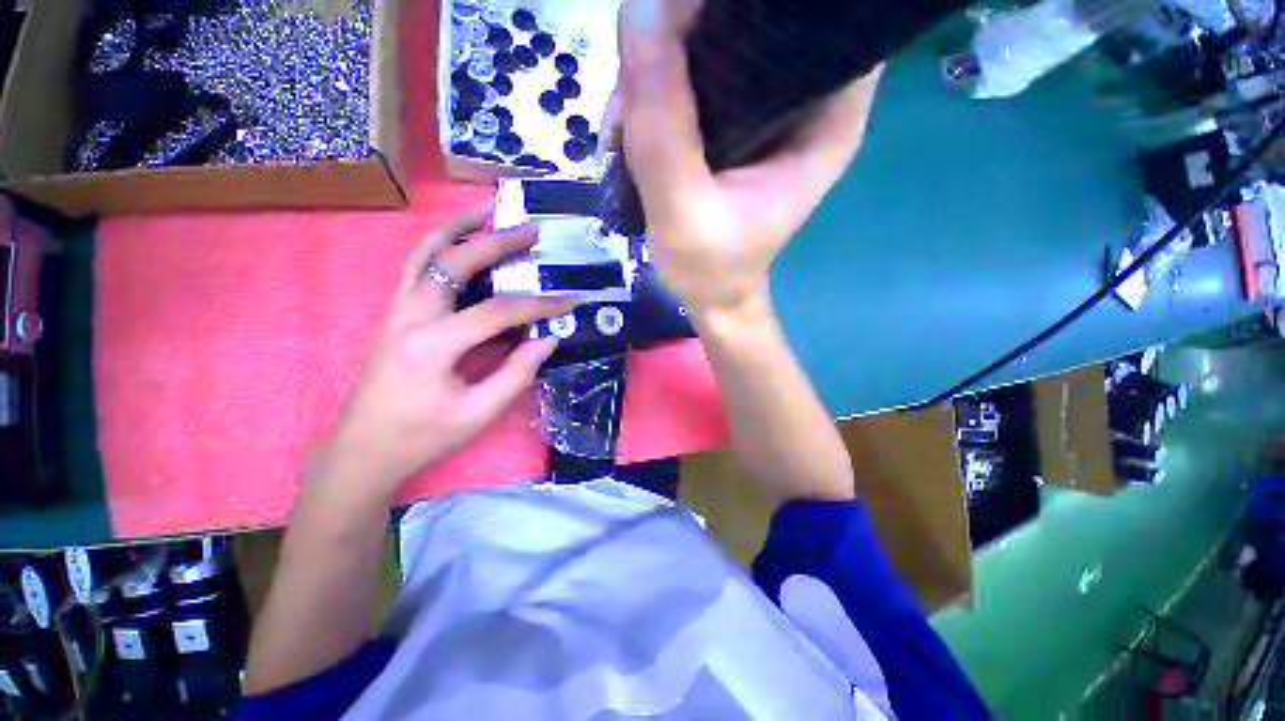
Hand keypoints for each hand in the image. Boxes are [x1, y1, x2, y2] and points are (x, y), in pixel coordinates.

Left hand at [308, 208, 569, 498]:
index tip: (569, 301)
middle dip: (495, 242)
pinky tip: (459, 242)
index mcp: (432, 344)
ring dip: (457, 228)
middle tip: (529, 230)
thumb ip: (516, 373)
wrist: (364, 448)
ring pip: (423, 253)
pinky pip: (416, 266)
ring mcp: (397, 310)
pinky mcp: (395, 313)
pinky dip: (440, 245)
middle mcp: (410, 315)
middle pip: (454, 262)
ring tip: (486, 213)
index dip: (537, 305)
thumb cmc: (423, 435)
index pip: (496, 311)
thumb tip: (548, 339)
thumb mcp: (477, 413)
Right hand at [616, 0, 882, 314]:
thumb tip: (639, 10)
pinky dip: (653, 92)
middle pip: (751, 18)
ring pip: (712, 43)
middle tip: (636, 96)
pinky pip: (692, 75)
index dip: (744, 6)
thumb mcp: (683, 213)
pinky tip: (630, 130)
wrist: (711, 295)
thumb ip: (662, 128)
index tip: (684, 20)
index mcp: (826, 118)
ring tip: (624, 128)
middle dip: (682, 37)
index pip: (814, 16)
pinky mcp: (734, 120)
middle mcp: (806, 98)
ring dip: (656, 71)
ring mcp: (766, 107)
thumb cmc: (711, 270)